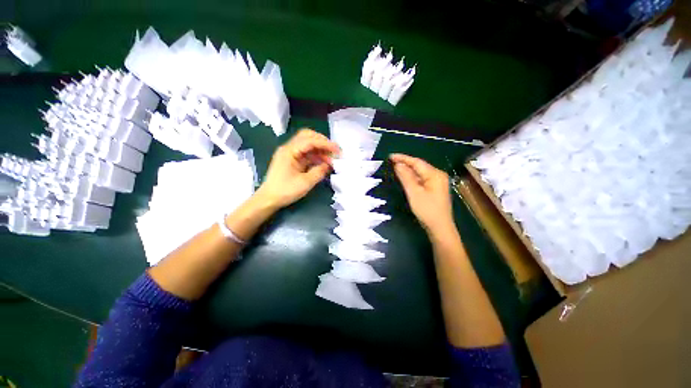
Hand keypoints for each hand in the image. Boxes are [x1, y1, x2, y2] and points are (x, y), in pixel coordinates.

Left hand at [256, 129, 339, 208]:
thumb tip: (329, 165)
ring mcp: (290, 154)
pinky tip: (323, 163)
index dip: (325, 144)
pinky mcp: (292, 160)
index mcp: (289, 151)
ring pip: (308, 145)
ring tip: (331, 159)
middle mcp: (289, 148)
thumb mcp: (305, 183)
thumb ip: (319, 172)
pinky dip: (316, 156)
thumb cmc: (285, 191)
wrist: (269, 199)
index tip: (337, 150)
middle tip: (334, 151)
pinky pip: (306, 153)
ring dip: (320, 150)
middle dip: (322, 142)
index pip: (310, 141)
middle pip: (307, 137)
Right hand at [390, 153, 453, 232]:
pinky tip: (405, 178)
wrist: (440, 228)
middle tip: (391, 161)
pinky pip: (421, 179)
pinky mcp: (434, 189)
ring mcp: (437, 182)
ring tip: (395, 167)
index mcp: (435, 174)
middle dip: (405, 163)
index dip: (403, 158)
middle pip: (419, 166)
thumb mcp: (414, 193)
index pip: (416, 162)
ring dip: (408, 170)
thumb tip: (397, 164)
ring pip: (420, 172)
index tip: (390, 156)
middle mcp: (438, 175)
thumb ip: (406, 177)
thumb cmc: (427, 210)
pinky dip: (412, 177)